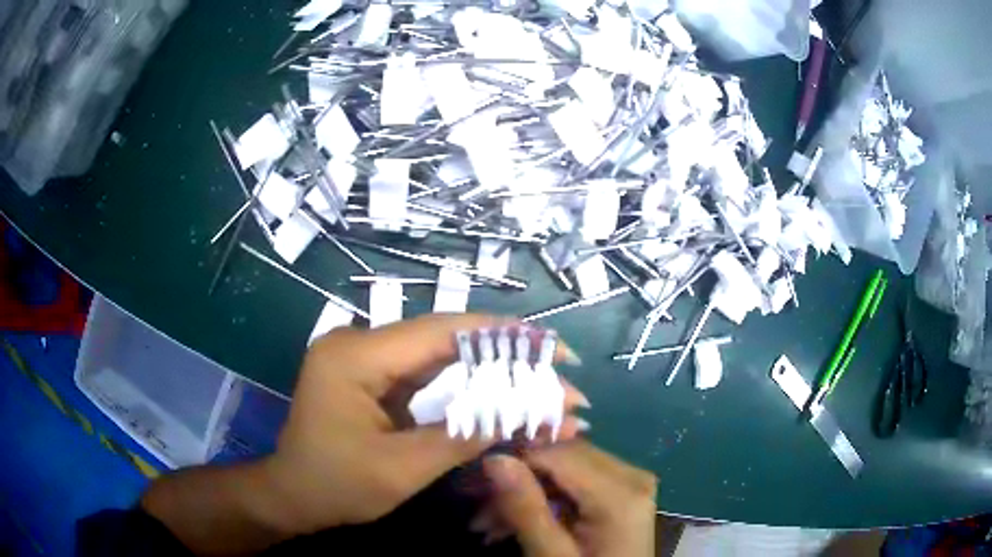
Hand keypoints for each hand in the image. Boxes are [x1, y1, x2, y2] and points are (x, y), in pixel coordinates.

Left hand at [261, 313, 589, 533]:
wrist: (293, 496)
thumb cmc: (335, 486)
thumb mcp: (401, 469)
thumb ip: (462, 437)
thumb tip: (527, 414)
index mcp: (355, 356)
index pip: (441, 332)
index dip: (503, 337)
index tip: (553, 348)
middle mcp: (361, 343)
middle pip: (446, 341)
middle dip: (506, 357)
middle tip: (559, 370)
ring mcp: (367, 358)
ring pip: (443, 357)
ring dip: (492, 372)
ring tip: (543, 385)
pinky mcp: (376, 377)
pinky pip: (429, 376)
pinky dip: (468, 387)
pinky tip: (503, 395)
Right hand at [482, 441, 656, 555]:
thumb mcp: (551, 555)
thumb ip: (525, 507)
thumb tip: (495, 458)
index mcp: (621, 492)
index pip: (558, 452)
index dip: (514, 462)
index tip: (477, 487)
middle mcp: (632, 476)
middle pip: (563, 458)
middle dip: (519, 481)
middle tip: (481, 512)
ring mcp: (631, 483)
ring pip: (567, 470)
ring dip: (527, 493)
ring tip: (491, 526)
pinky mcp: (625, 494)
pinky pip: (579, 484)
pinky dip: (548, 501)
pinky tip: (521, 523)